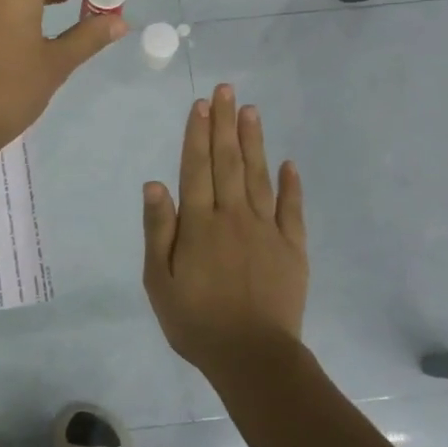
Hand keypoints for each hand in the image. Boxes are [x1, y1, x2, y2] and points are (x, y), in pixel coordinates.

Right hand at [143, 83, 307, 380]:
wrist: (252, 356)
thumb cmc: (196, 321)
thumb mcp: (159, 281)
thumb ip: (158, 230)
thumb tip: (154, 184)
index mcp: (199, 224)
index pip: (197, 168)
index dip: (198, 134)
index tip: (202, 104)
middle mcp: (234, 216)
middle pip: (228, 162)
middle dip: (225, 124)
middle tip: (226, 91)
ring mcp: (267, 230)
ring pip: (259, 176)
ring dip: (254, 142)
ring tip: (251, 111)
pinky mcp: (292, 248)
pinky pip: (292, 209)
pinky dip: (291, 185)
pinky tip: (289, 164)